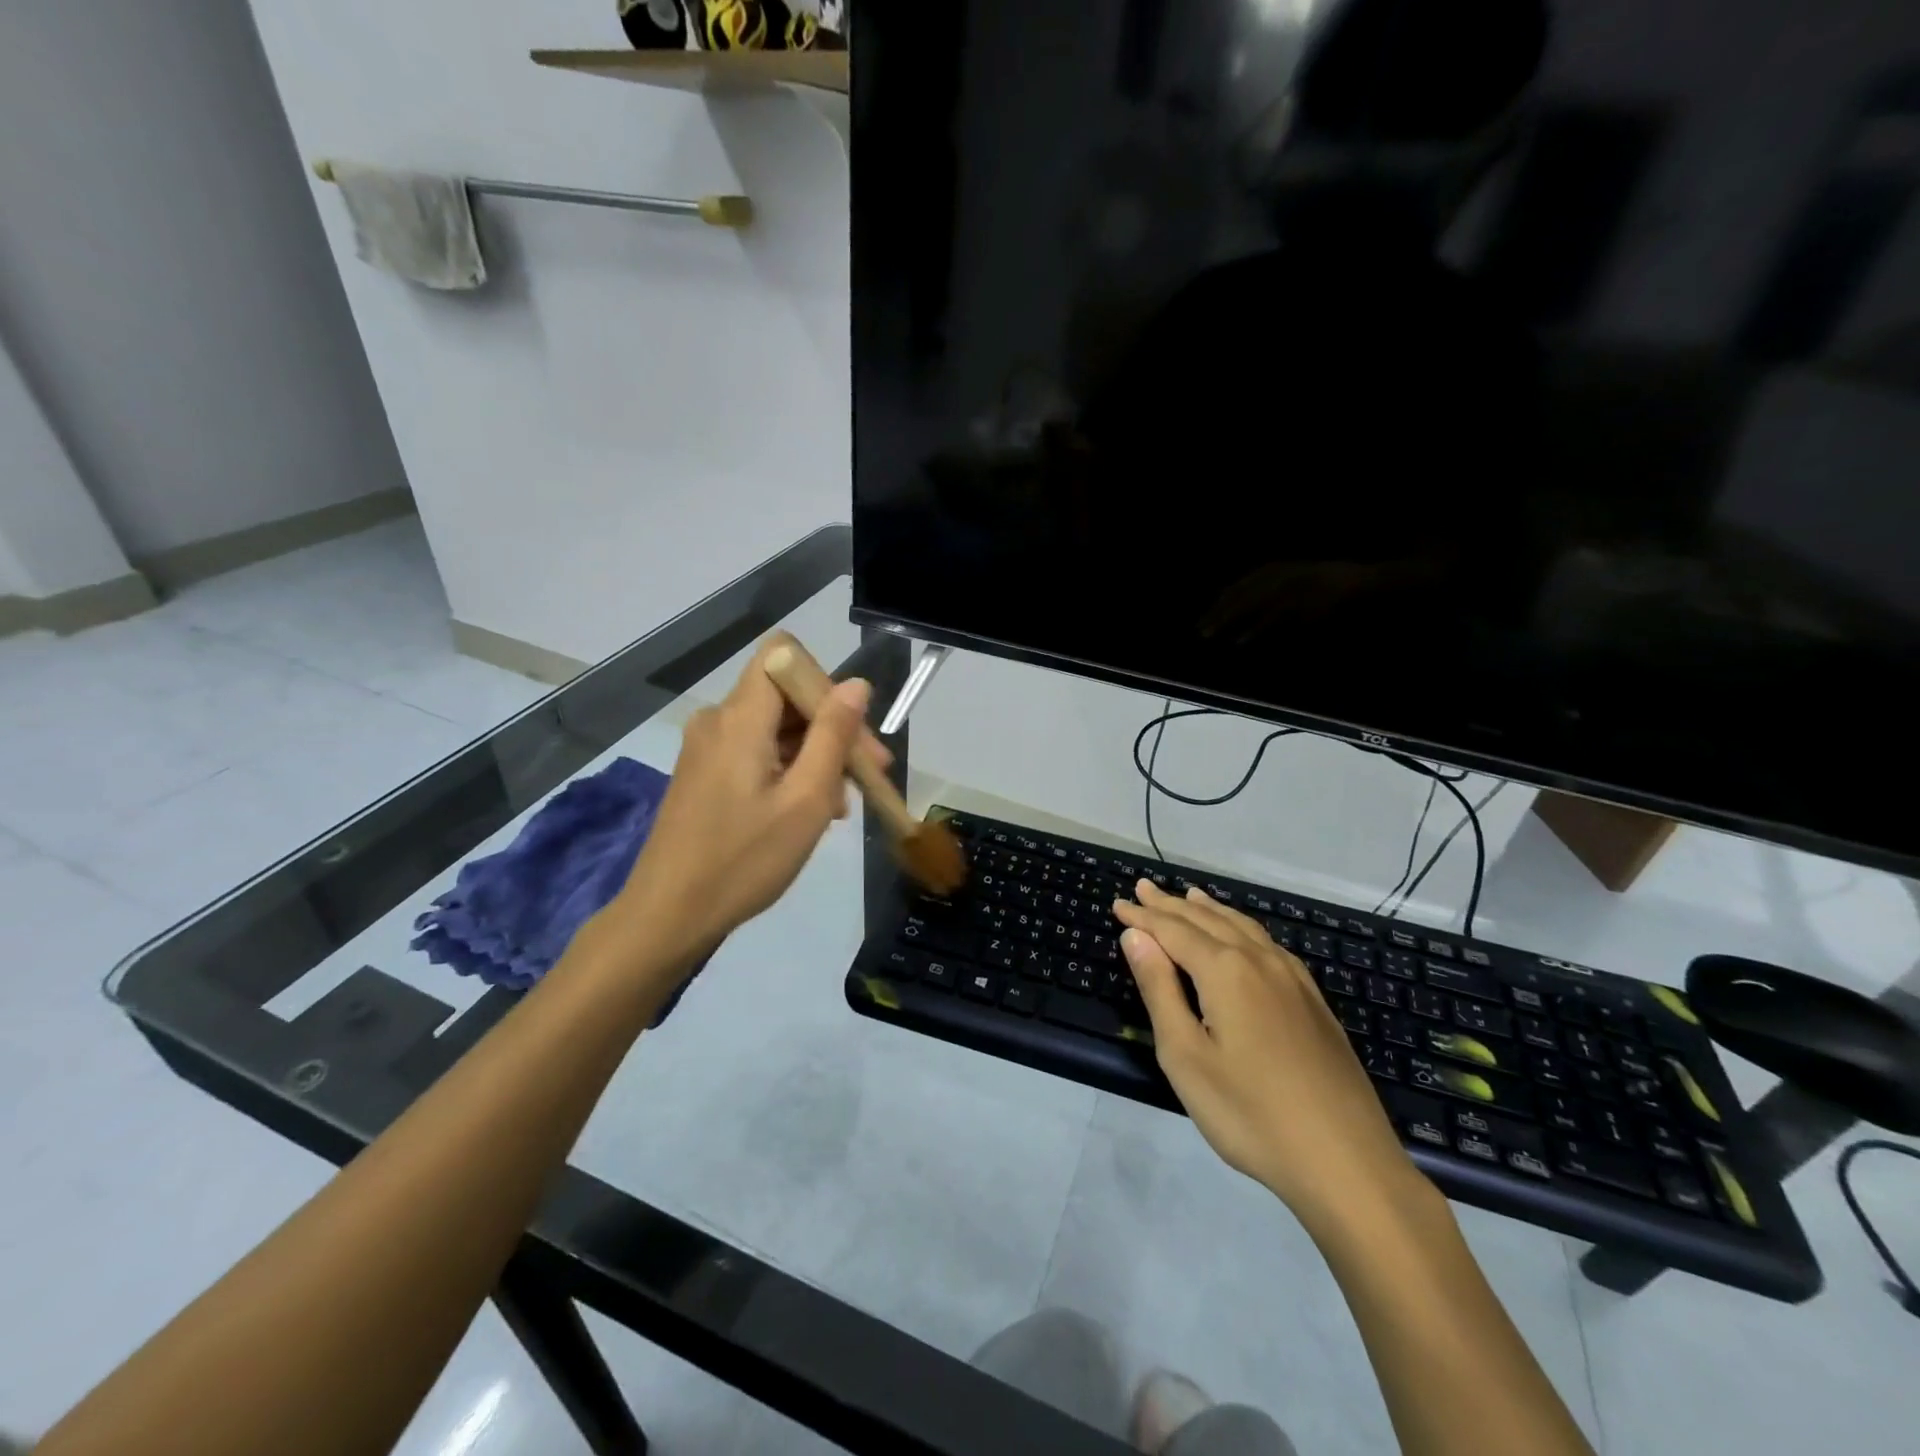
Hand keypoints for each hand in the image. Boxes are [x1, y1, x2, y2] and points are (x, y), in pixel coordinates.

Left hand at [611, 639, 884, 971]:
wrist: (668, 915)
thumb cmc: (743, 861)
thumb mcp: (805, 800)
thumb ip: (832, 736)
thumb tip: (856, 684)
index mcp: (740, 717)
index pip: (784, 654)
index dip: (825, 681)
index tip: (851, 730)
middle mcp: (719, 719)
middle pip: (785, 693)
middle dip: (832, 726)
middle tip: (870, 774)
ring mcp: (707, 746)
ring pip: (776, 726)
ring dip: (815, 754)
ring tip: (840, 805)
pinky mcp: (704, 771)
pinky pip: (757, 750)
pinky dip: (790, 768)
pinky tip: (808, 809)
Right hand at [1113, 883, 1426, 1233]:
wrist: (1345, 1162)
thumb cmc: (1250, 1113)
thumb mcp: (1185, 1055)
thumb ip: (1159, 989)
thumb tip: (1136, 936)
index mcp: (1225, 971)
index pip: (1173, 930)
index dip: (1143, 917)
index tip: (1117, 903)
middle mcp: (1260, 961)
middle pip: (1207, 920)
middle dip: (1171, 904)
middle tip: (1143, 887)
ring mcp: (1293, 979)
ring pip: (1242, 927)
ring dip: (1209, 909)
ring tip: (1189, 895)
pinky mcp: (1313, 1001)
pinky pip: (1268, 944)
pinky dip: (1242, 927)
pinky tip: (1243, 936)